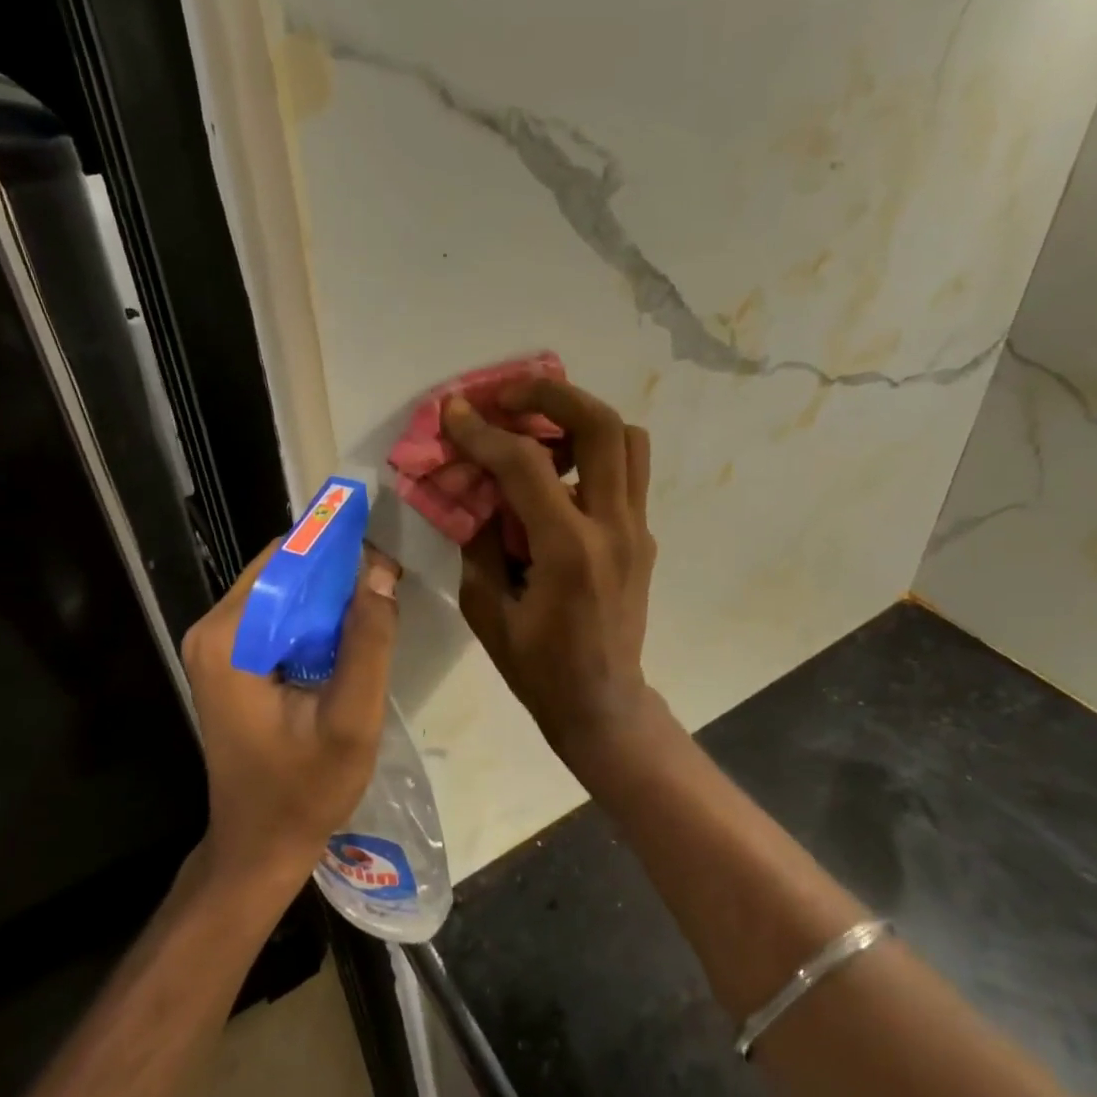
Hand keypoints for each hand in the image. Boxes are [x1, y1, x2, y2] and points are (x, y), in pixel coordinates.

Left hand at [180, 542, 401, 884]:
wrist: (259, 846)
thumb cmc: (304, 790)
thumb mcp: (351, 718)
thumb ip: (368, 642)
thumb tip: (381, 570)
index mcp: (230, 637)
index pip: (289, 560)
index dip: (341, 552)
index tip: (388, 565)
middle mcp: (214, 629)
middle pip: (284, 569)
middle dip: (339, 572)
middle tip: (390, 590)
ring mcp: (218, 645)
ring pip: (285, 590)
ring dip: (332, 595)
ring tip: (378, 612)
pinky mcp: (231, 659)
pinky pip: (280, 615)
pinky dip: (317, 617)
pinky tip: (350, 638)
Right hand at [445, 380, 657, 752]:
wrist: (603, 703)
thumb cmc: (538, 668)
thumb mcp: (487, 609)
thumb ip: (479, 541)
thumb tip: (474, 490)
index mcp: (570, 551)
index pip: (526, 465)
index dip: (484, 432)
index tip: (454, 412)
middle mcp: (613, 528)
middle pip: (601, 426)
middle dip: (551, 394)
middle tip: (508, 394)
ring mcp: (637, 529)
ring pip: (627, 439)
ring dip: (580, 417)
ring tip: (537, 424)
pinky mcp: (642, 535)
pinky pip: (626, 471)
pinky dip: (592, 452)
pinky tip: (556, 470)